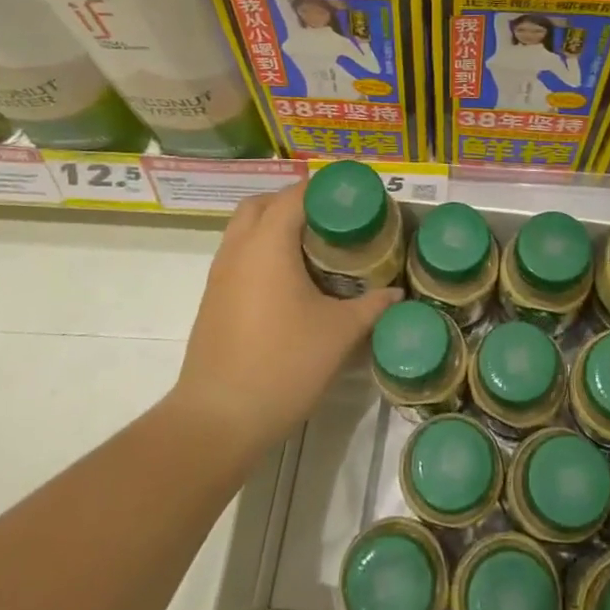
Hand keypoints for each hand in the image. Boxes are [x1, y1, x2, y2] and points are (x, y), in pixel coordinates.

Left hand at [169, 183, 400, 459]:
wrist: (218, 419)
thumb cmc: (283, 365)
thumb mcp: (340, 333)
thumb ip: (372, 305)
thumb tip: (396, 292)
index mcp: (268, 244)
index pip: (294, 195)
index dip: (324, 189)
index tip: (353, 198)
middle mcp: (238, 249)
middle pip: (261, 204)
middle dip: (294, 203)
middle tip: (330, 220)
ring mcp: (220, 275)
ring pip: (244, 231)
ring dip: (274, 227)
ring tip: (314, 249)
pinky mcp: (213, 300)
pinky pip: (238, 257)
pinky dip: (262, 253)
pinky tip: (290, 283)